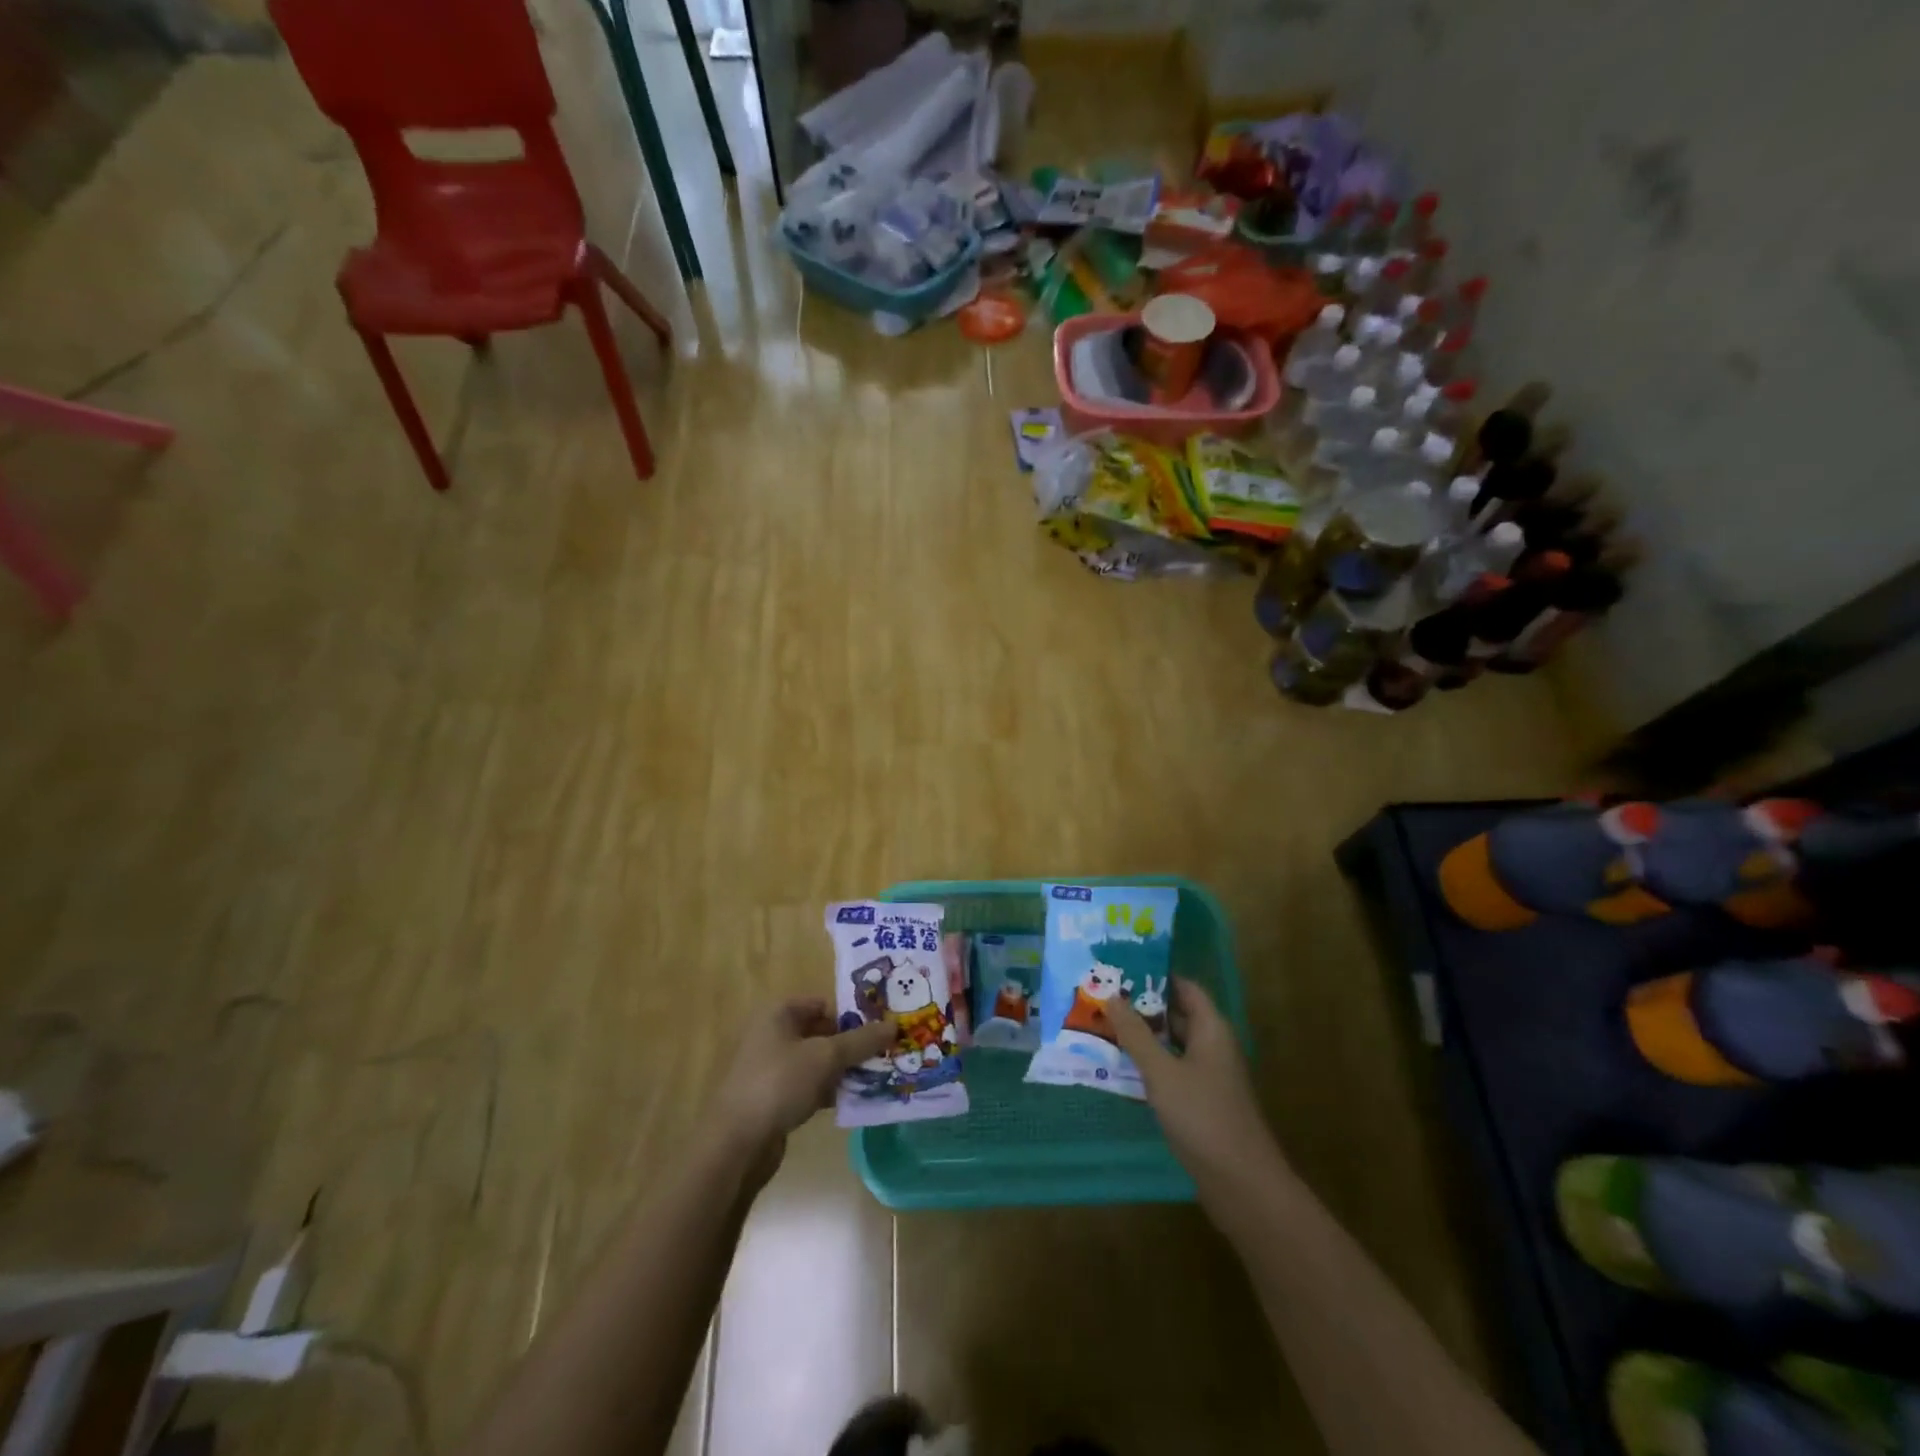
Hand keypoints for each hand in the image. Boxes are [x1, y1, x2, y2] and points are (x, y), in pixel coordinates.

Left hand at [707, 1000, 895, 1171]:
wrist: (736, 1143)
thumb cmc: (779, 1083)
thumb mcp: (825, 1057)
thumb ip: (861, 1041)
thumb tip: (893, 1026)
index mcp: (779, 1013)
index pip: (824, 1003)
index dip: (852, 1014)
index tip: (881, 1029)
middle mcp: (773, 1034)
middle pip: (822, 1032)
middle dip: (852, 1044)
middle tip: (885, 1053)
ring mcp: (773, 1067)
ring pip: (818, 1061)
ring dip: (844, 1069)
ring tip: (877, 1077)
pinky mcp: (774, 1097)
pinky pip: (810, 1085)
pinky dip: (829, 1090)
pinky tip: (854, 1100)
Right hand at [1106, 978, 1277, 1198]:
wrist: (1242, 1184)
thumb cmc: (1203, 1116)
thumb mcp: (1162, 1071)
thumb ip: (1136, 1034)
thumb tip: (1111, 996)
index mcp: (1211, 1029)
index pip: (1185, 988)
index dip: (1155, 976)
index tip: (1120, 969)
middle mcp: (1213, 1046)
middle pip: (1177, 1015)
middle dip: (1142, 1006)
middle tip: (1102, 997)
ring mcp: (1209, 1076)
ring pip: (1172, 1045)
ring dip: (1142, 1037)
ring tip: (1102, 1026)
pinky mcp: (1202, 1103)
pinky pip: (1172, 1071)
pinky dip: (1149, 1065)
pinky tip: (1120, 1068)